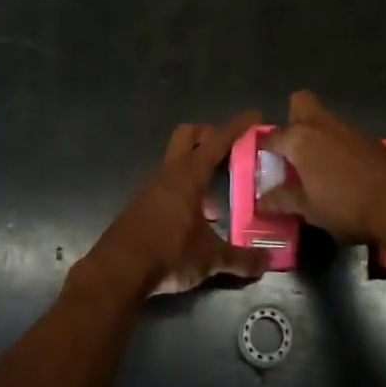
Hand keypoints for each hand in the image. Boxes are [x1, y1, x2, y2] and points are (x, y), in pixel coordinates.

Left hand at [86, 112, 270, 297]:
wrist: (118, 271)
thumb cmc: (169, 252)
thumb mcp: (211, 258)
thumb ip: (240, 258)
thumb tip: (267, 261)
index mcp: (189, 175)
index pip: (217, 142)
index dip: (236, 127)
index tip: (253, 115)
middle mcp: (168, 173)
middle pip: (187, 135)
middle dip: (207, 134)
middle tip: (228, 147)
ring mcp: (150, 187)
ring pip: (175, 162)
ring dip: (195, 168)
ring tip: (216, 198)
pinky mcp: (139, 205)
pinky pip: (166, 185)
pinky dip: (182, 191)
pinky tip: (193, 219)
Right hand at [258, 91, 385, 244]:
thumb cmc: (346, 206)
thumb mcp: (309, 209)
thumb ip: (283, 200)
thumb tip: (262, 200)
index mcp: (299, 139)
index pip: (272, 137)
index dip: (265, 150)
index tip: (266, 164)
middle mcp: (321, 125)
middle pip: (300, 103)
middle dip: (292, 118)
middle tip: (292, 147)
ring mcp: (348, 129)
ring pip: (324, 119)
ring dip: (317, 134)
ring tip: (316, 166)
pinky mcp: (369, 139)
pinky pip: (344, 134)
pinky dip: (338, 146)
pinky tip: (342, 172)